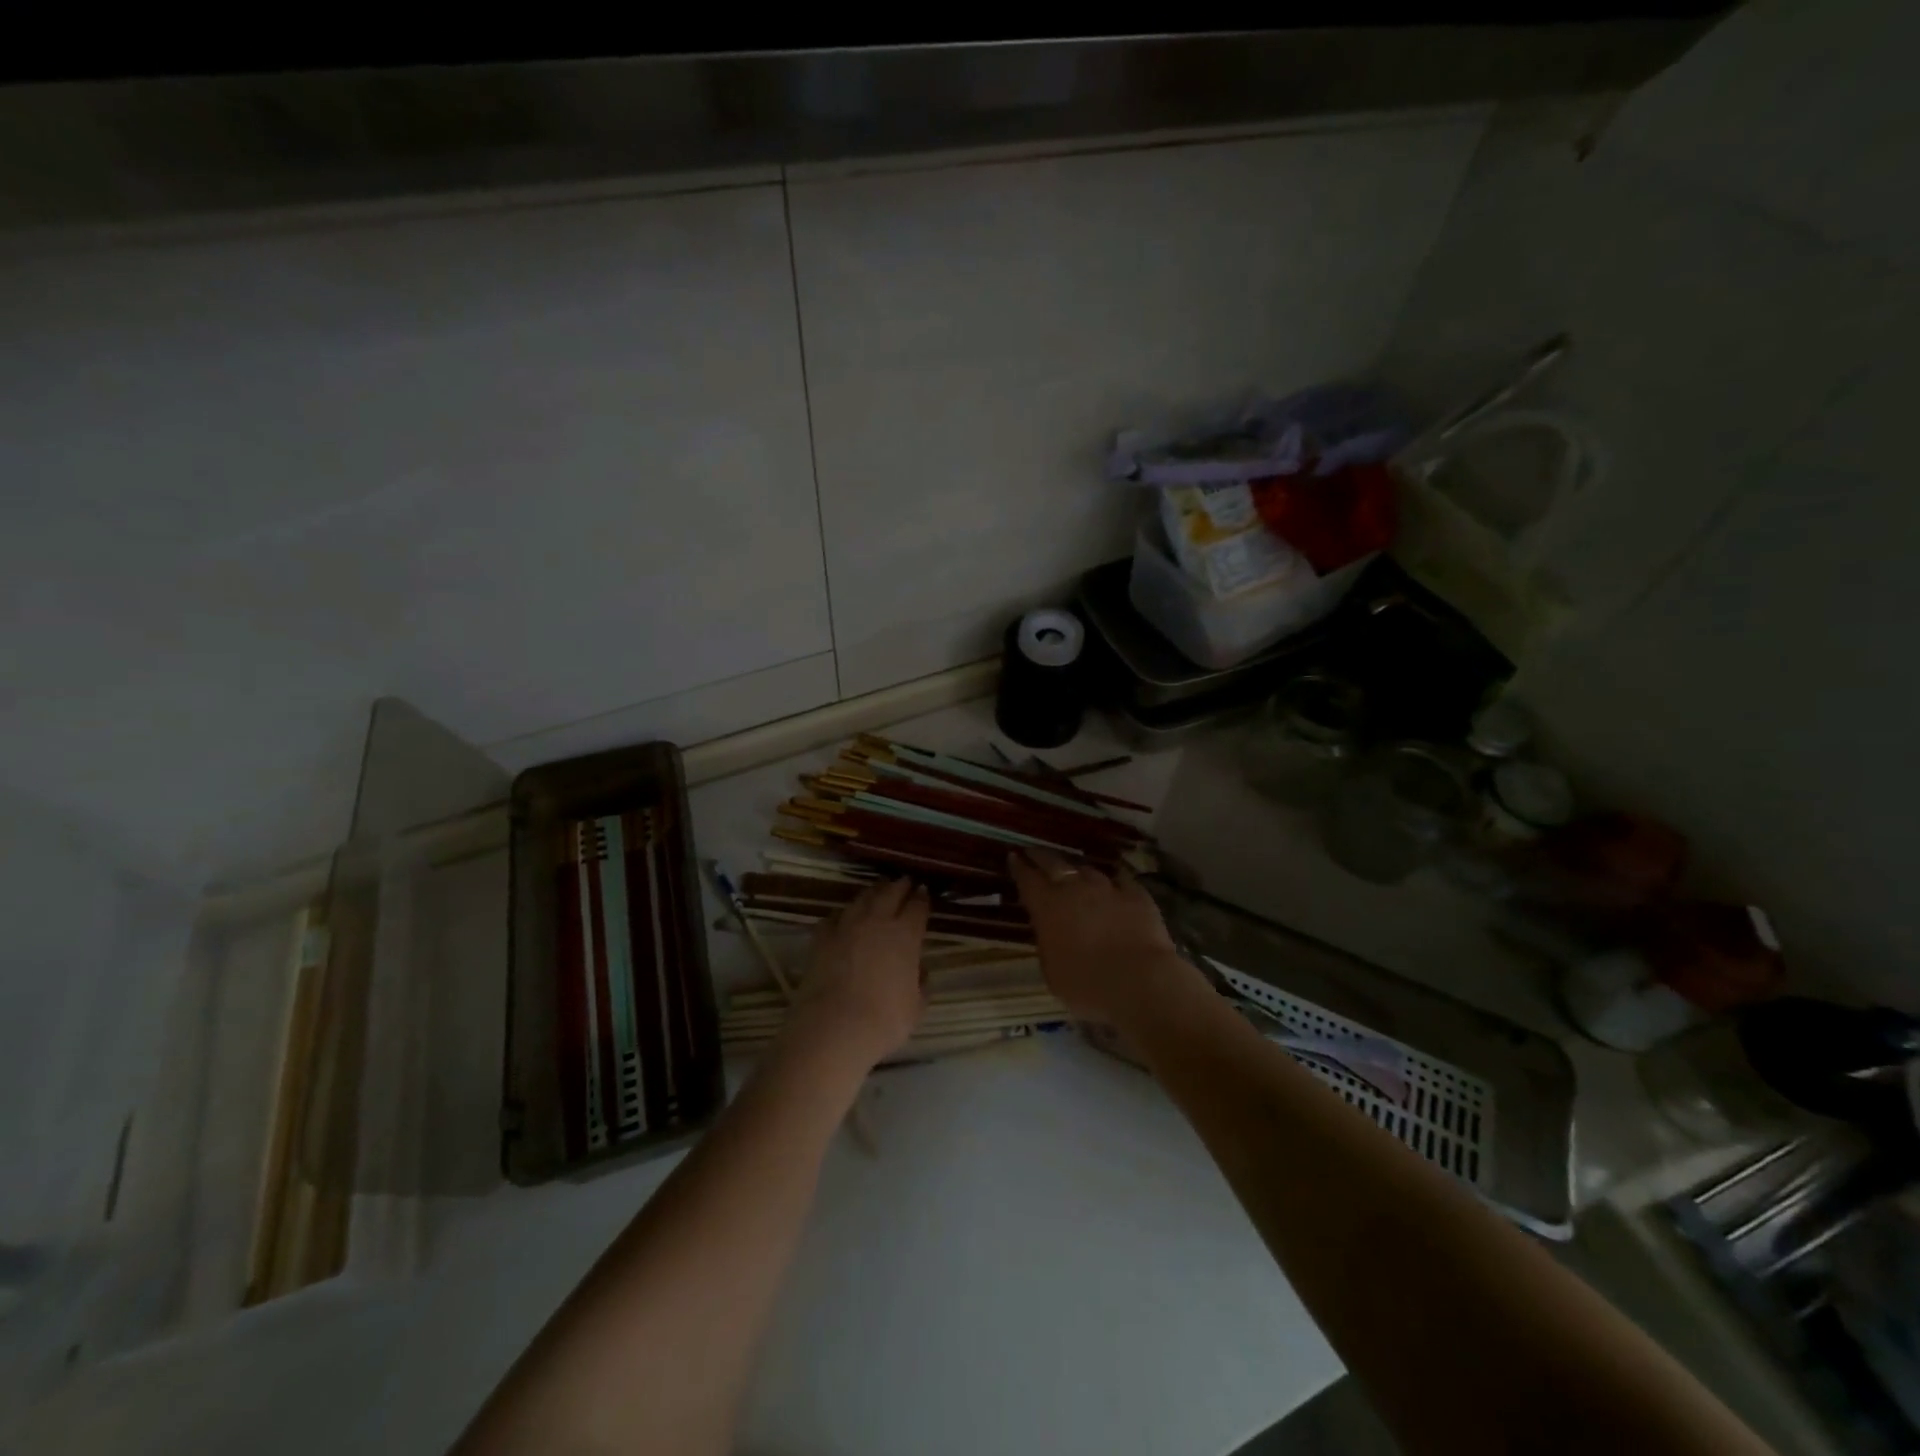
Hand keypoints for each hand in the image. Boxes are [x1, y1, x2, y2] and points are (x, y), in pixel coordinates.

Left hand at [787, 877, 929, 1068]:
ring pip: (861, 899)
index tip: (924, 892)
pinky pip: (834, 917)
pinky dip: (842, 915)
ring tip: (877, 891)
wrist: (834, 1028)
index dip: (922, 898)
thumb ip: (921, 984)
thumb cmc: (884, 1021)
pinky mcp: (822, 938)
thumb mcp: (916, 1007)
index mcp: (906, 935)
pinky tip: (843, 918)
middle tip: (904, 881)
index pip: (918, 906)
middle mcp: (877, 922)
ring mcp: (846, 927)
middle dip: (899, 885)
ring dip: (872, 893)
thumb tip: (921, 972)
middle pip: (890, 893)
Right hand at [1008, 848, 1199, 1026]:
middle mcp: (1075, 888)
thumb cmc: (1086, 985)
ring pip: (1088, 870)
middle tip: (1034, 852)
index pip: (1027, 879)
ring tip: (1075, 873)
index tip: (1013, 856)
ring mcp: (1108, 888)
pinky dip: (1114, 883)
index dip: (1019, 867)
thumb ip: (1048, 945)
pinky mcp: (1137, 895)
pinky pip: (1122, 881)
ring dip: (1078, 871)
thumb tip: (1050, 933)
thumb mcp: (1052, 972)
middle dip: (1041, 856)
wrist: (1139, 981)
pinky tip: (1116, 885)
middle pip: (1054, 863)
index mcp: (1047, 906)